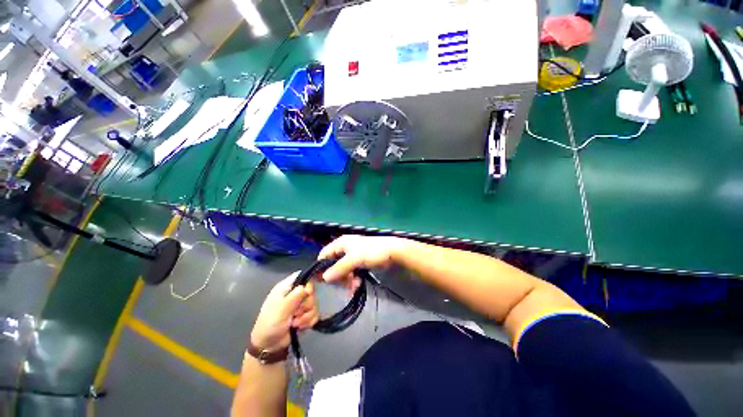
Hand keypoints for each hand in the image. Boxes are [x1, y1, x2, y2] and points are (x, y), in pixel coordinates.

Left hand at [250, 273, 318, 351]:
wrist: (268, 347)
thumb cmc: (270, 325)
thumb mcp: (280, 310)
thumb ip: (295, 296)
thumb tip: (307, 287)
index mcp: (286, 288)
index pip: (302, 276)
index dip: (307, 283)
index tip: (306, 294)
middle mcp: (294, 294)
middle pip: (310, 292)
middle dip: (305, 305)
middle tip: (295, 314)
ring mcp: (300, 305)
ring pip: (314, 304)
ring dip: (306, 316)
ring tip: (295, 324)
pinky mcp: (305, 315)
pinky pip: (315, 314)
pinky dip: (309, 321)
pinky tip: (301, 327)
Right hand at [318, 235, 410, 287]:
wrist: (392, 252)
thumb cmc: (372, 251)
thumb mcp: (354, 259)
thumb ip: (339, 268)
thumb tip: (324, 278)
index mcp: (341, 243)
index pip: (324, 254)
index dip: (321, 267)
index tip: (321, 281)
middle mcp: (345, 249)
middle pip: (333, 265)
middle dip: (338, 276)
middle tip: (344, 284)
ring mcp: (353, 256)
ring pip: (343, 271)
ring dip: (347, 280)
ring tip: (354, 286)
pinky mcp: (360, 263)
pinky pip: (352, 273)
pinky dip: (353, 280)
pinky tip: (357, 286)